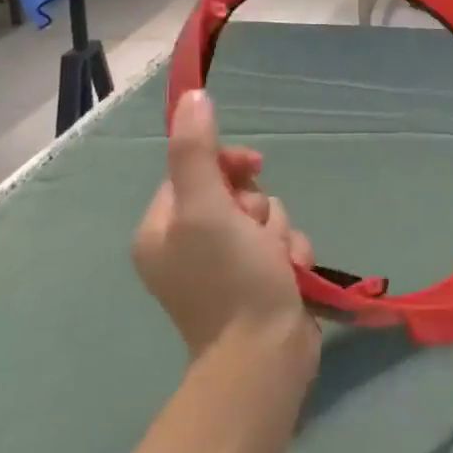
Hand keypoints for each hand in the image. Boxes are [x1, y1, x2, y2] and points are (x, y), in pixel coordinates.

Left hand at [133, 90, 318, 361]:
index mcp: (162, 227)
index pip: (197, 169)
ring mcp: (223, 265)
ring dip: (280, 230)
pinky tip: (291, 275)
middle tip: (260, 233)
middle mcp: (188, 244)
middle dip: (260, 207)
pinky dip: (290, 252)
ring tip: (278, 261)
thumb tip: (193, 95)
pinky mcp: (256, 280)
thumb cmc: (230, 279)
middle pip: (236, 192)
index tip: (254, 169)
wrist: (264, 357)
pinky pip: (280, 241)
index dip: (229, 165)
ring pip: (266, 215)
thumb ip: (197, 151)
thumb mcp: (207, 208)